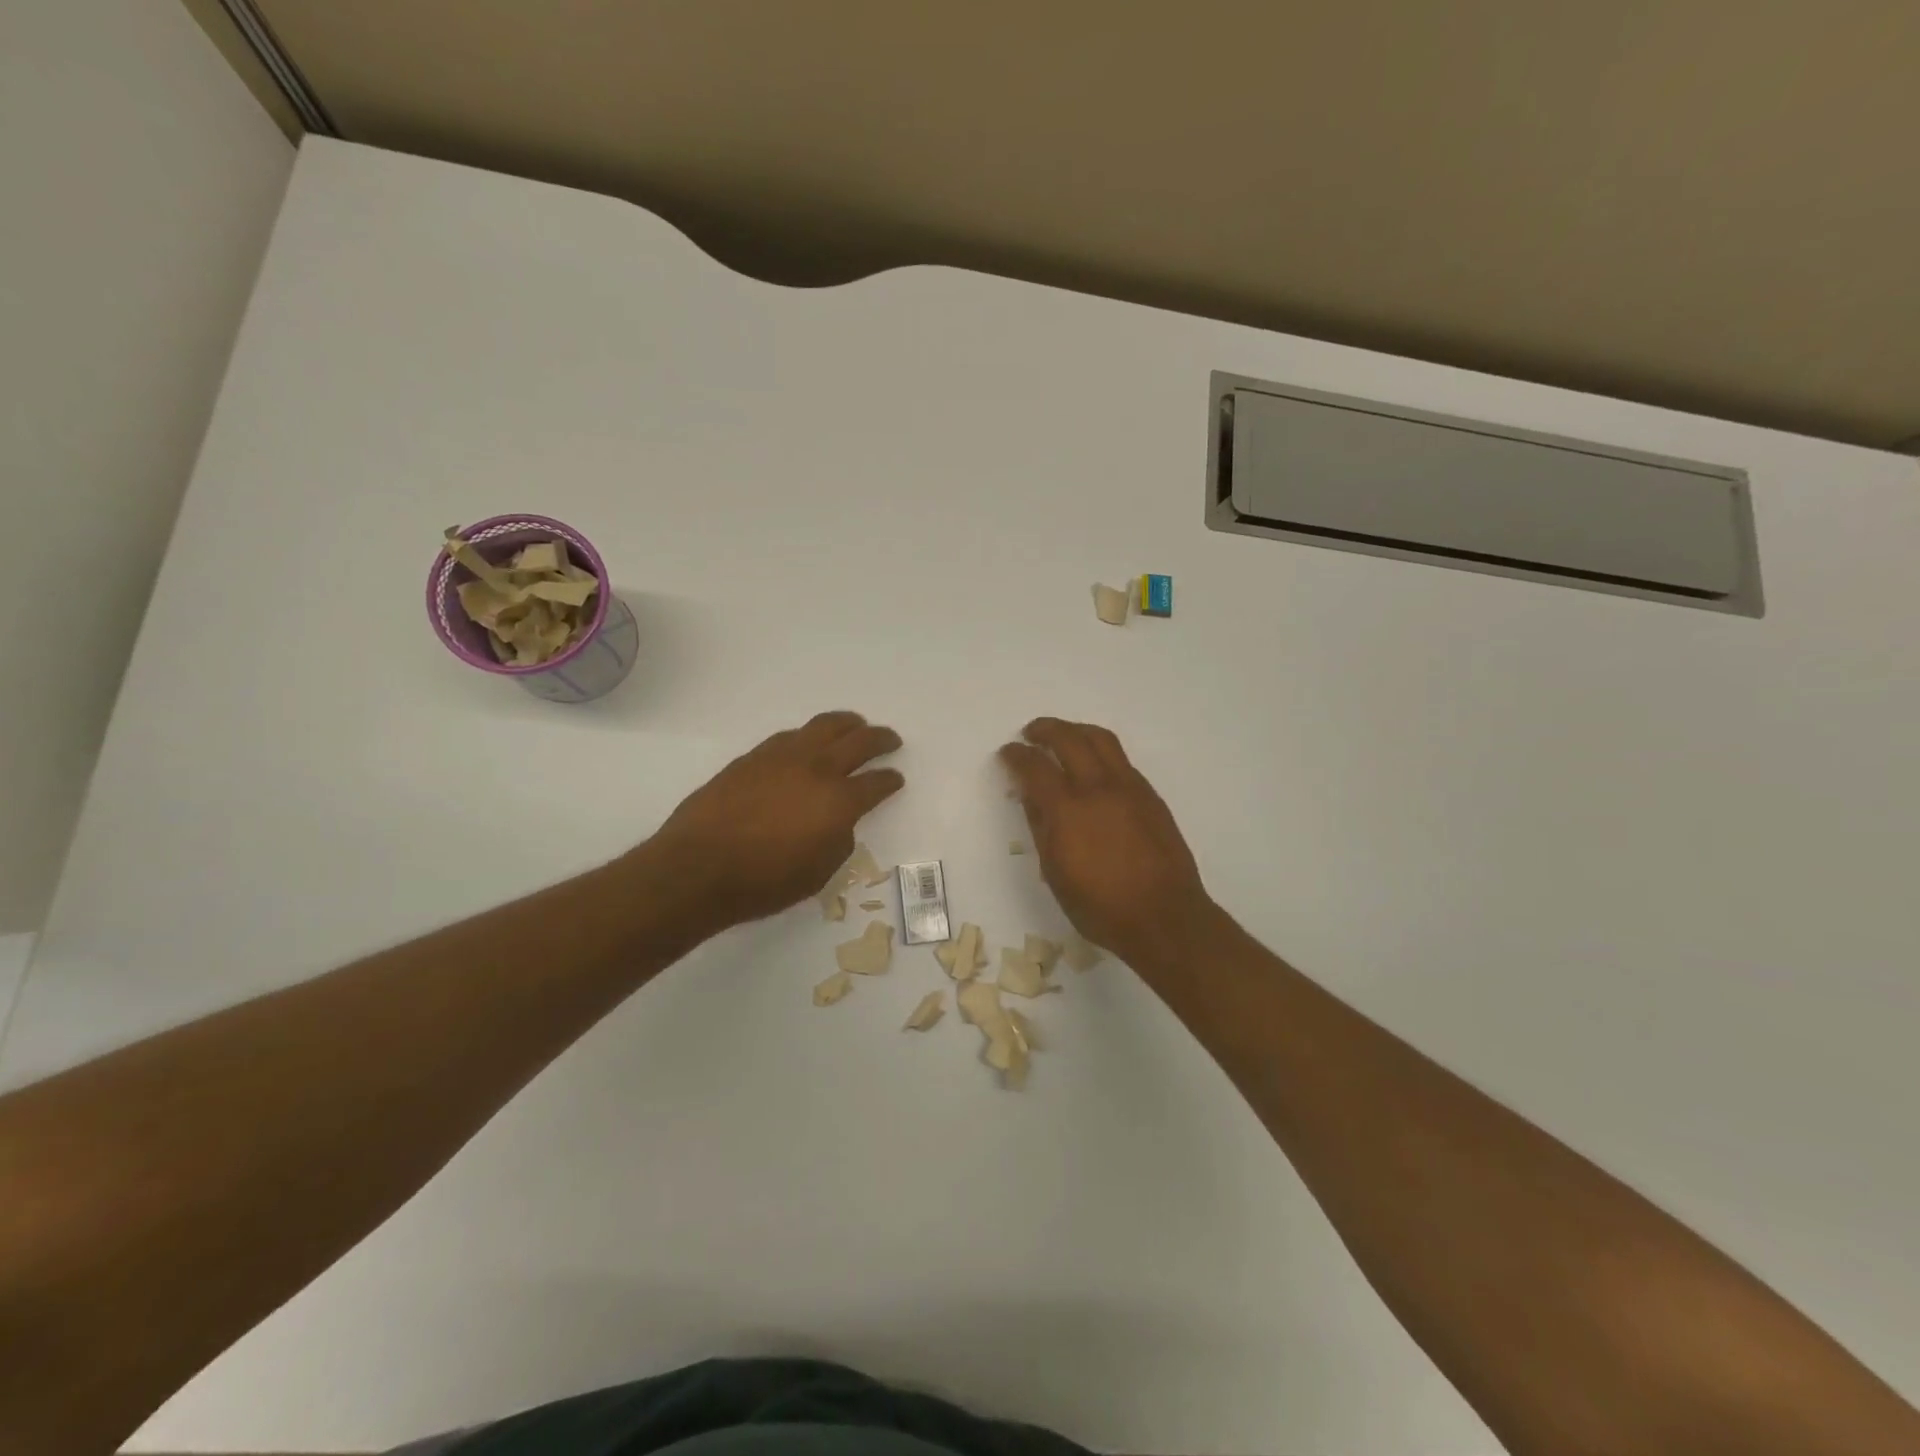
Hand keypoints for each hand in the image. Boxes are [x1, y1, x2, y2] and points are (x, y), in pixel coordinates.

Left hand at [644, 711, 903, 932]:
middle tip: (891, 739)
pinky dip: (809, 735)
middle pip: (859, 742)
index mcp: (839, 801)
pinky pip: (791, 736)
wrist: (698, 867)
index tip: (896, 779)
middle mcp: (817, 769)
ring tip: (855, 725)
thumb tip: (837, 822)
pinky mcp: (753, 757)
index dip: (890, 780)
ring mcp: (783, 757)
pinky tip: (808, 742)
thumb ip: (837, 840)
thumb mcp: (818, 873)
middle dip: (880, 739)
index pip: (876, 783)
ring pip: (824, 726)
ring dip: (847, 724)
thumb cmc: (764, 882)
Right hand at [999, 717, 1214, 967]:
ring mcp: (1129, 787)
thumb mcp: (1055, 872)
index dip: (1016, 755)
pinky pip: (1121, 759)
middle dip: (1045, 729)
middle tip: (1031, 733)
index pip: (1035, 767)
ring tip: (1063, 736)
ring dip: (1075, 730)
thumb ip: (1040, 826)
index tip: (1008, 752)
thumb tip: (1029, 794)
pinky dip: (1100, 750)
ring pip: (1101, 739)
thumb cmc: (1101, 906)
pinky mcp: (1150, 795)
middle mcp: (1098, 788)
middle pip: (1068, 739)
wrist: (1164, 916)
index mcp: (1067, 809)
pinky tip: (1093, 765)